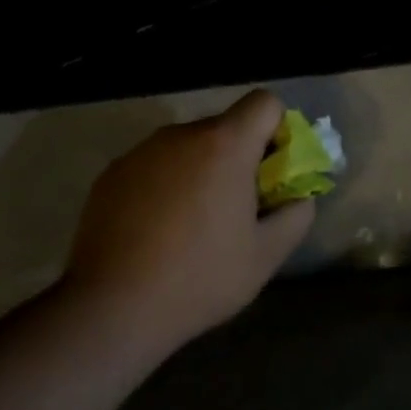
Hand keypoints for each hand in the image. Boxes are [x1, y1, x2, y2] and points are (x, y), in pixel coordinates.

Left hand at [63, 90, 315, 347]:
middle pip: (225, 127)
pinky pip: (154, 166)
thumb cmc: (199, 278)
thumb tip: (299, 196)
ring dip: (200, 171)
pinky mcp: (112, 172)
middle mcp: (182, 134)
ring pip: (187, 147)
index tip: (272, 171)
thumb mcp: (265, 256)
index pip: (264, 102)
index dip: (277, 130)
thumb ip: (296, 215)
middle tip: (236, 208)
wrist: (111, 307)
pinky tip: (155, 231)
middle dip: (238, 157)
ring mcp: (141, 151)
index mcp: (225, 145)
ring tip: (192, 225)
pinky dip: (164, 185)